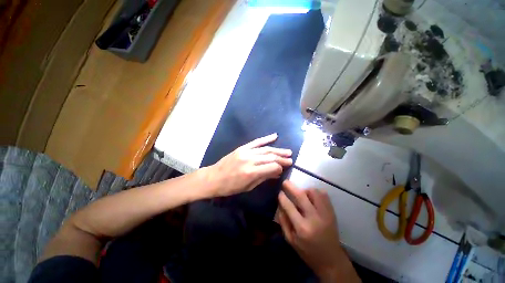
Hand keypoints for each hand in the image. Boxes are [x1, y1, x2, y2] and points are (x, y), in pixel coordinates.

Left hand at [204, 133, 292, 196]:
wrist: (213, 178)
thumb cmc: (230, 187)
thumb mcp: (248, 187)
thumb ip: (264, 178)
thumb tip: (277, 173)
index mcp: (251, 172)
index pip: (272, 167)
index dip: (280, 167)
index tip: (285, 168)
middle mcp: (250, 160)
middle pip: (270, 157)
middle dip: (282, 158)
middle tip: (291, 159)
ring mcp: (245, 152)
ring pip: (265, 149)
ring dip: (278, 150)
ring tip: (287, 151)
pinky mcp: (242, 148)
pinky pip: (256, 142)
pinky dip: (266, 139)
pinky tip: (275, 136)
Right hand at [278, 181, 358, 281]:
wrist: (330, 259)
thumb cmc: (307, 251)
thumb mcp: (290, 240)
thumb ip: (283, 221)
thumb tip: (280, 204)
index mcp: (302, 228)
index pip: (289, 206)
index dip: (282, 197)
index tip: (279, 192)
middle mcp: (314, 218)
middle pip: (301, 195)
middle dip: (291, 186)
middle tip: (285, 182)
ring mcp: (325, 214)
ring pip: (314, 192)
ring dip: (305, 190)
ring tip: (302, 195)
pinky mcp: (332, 212)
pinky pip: (324, 195)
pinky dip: (316, 192)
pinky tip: (312, 198)